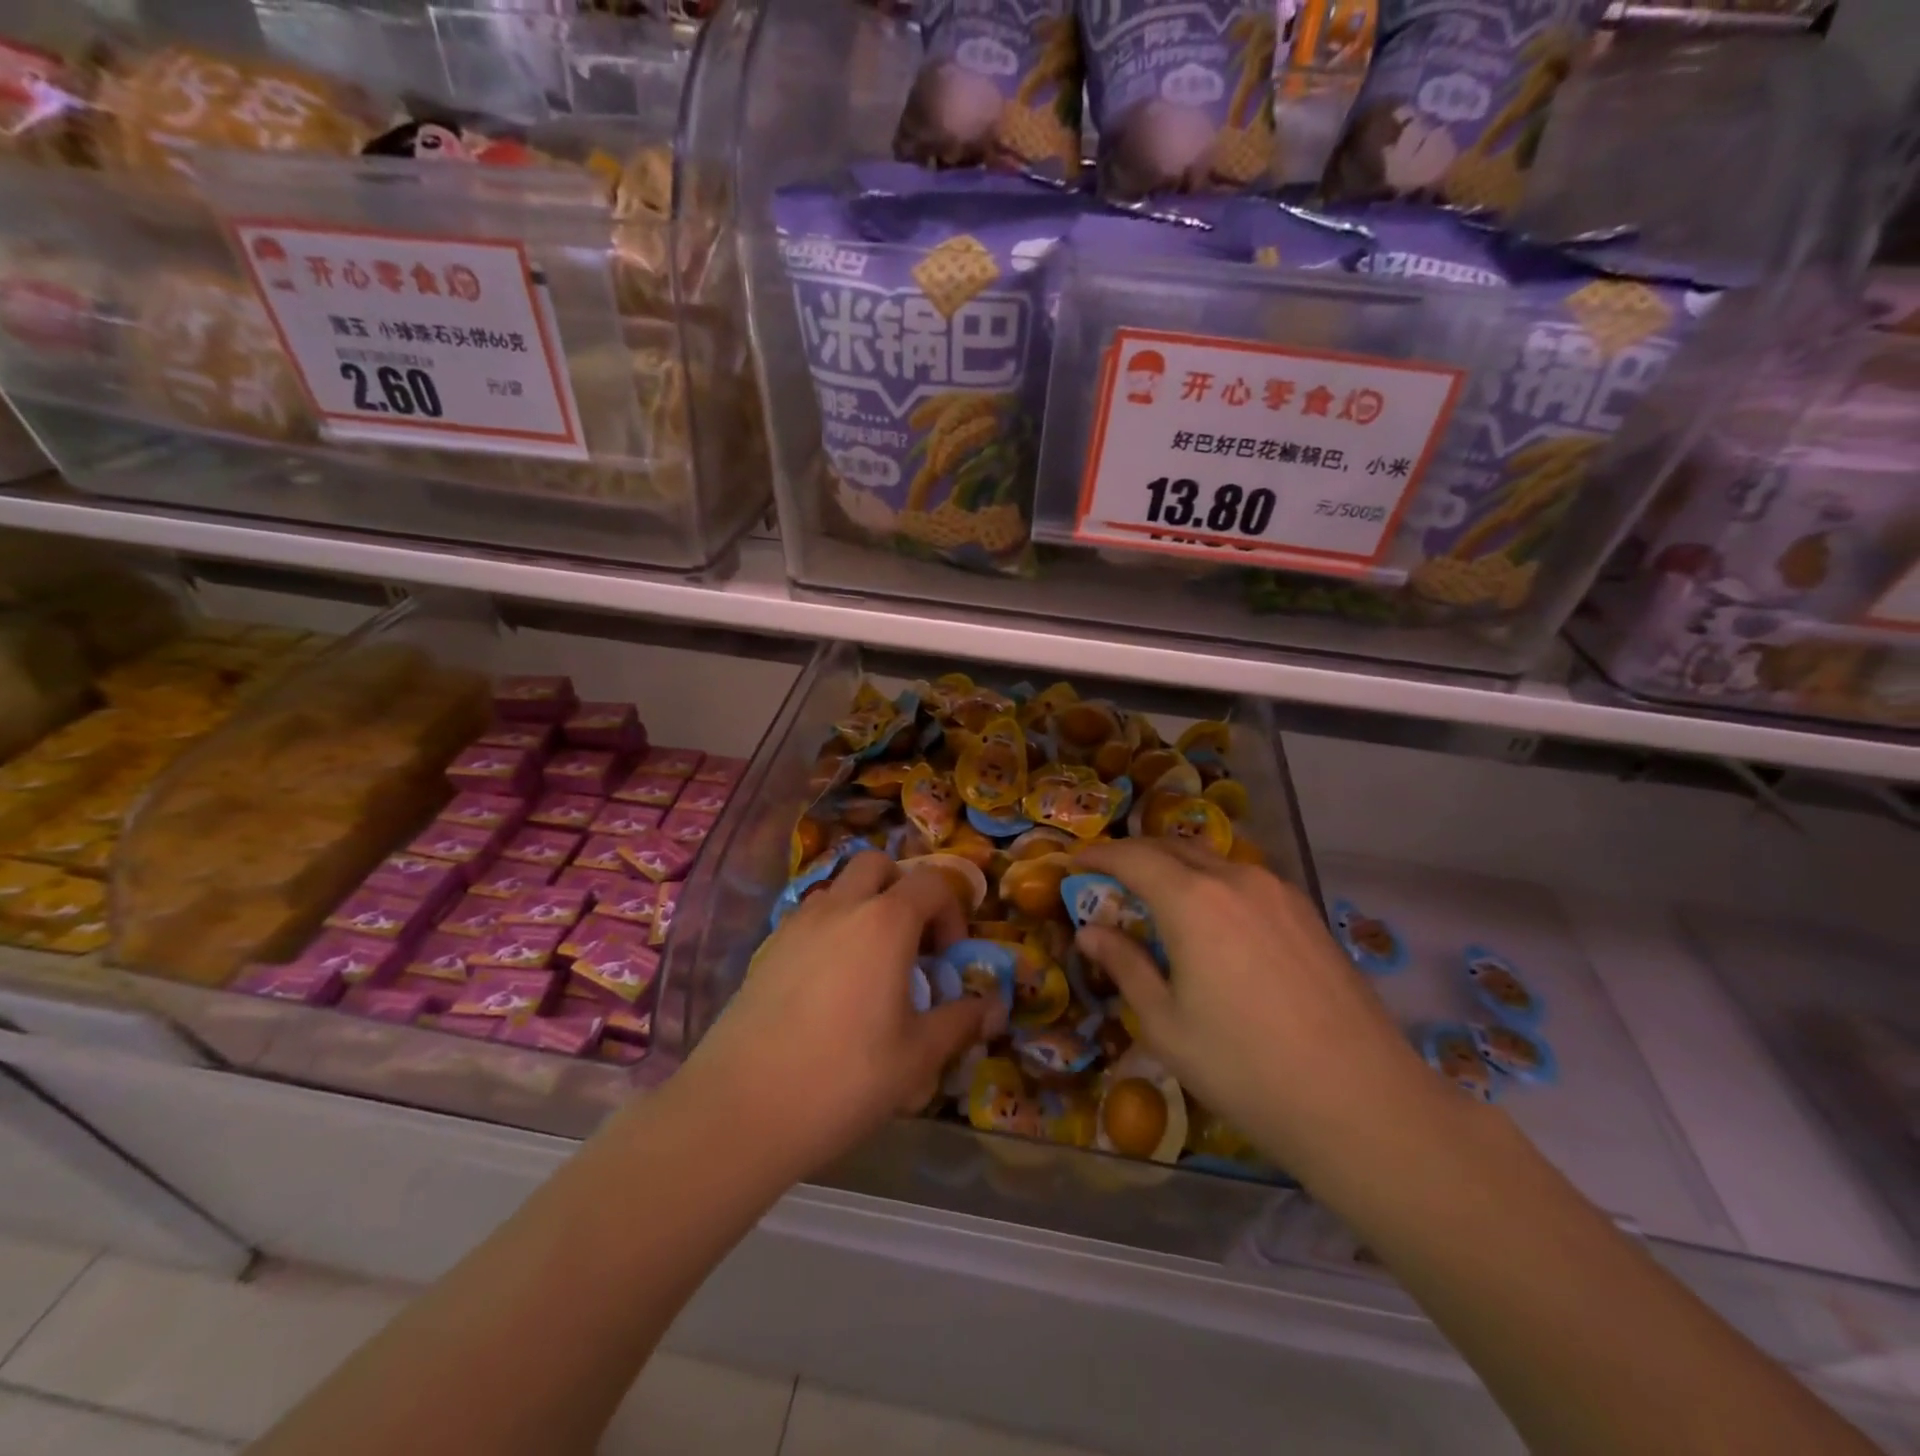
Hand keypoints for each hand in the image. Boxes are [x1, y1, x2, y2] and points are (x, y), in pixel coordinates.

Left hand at [681, 852, 989, 1181]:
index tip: (948, 958)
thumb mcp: (917, 1058)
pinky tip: (829, 988)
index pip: (931, 882)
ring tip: (870, 967)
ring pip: (838, 889)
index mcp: (884, 922)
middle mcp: (839, 908)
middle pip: (877, 865)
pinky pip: (808, 919)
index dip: (952, 911)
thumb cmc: (843, 1078)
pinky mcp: (766, 950)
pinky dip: (830, 932)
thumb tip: (992, 1007)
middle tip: (911, 943)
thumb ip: (959, 1022)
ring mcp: (796, 924)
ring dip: (863, 908)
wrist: (740, 1110)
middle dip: (903, 890)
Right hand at [1074, 840, 1435, 1181]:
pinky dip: (1213, 884)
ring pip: (1213, 861)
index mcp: (1193, 901)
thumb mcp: (1167, 1025)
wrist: (1361, 1102)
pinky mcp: (1308, 914)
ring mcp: (1279, 893)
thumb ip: (1126, 967)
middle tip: (1109, 877)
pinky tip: (1212, 919)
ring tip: (1158, 896)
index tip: (1074, 863)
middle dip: (1135, 855)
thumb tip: (1090, 932)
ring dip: (1176, 867)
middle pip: (1173, 848)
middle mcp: (1236, 880)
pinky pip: (1245, 880)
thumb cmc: (1246, 1069)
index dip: (1099, 856)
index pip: (1133, 858)